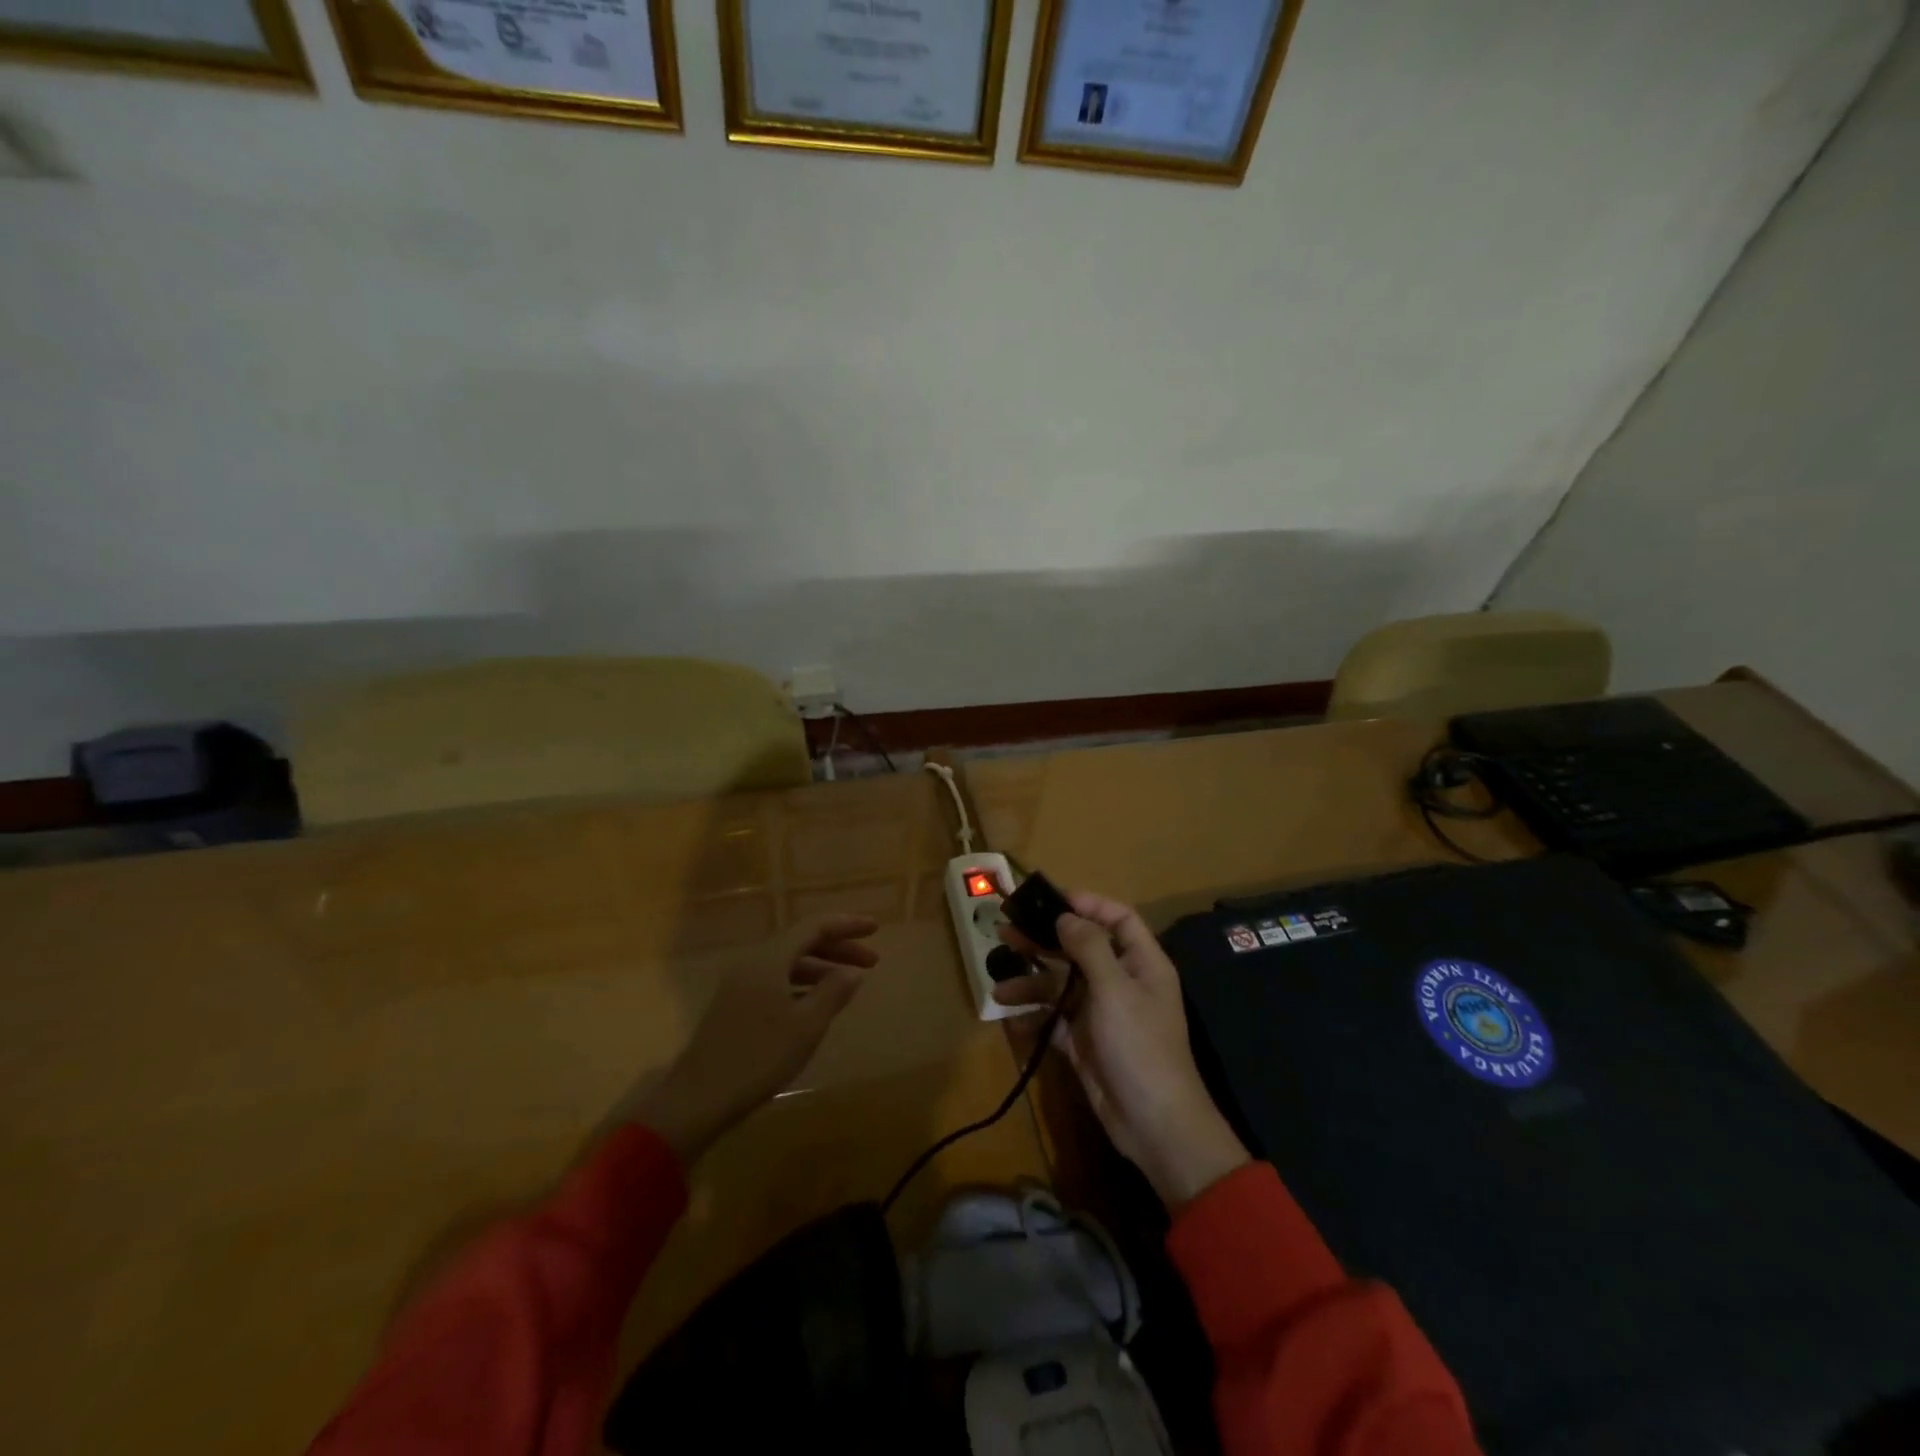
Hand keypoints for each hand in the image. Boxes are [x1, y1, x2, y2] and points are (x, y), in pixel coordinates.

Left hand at [634, 915, 879, 1164]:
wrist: (699, 1098)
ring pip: (789, 962)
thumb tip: (853, 972)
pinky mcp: (735, 1004)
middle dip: (838, 948)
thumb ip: (833, 992)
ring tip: (848, 984)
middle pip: (802, 941)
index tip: (876, 930)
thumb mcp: (806, 1025)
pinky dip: (802, 983)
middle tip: (872, 961)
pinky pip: (776, 979)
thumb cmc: (759, 1057)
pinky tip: (816, 1003)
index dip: (847, 925)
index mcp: (771, 958)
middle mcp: (754, 961)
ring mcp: (741, 982)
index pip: (815, 926)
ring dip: (821, 967)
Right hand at [995, 892, 1248, 1210]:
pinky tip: (1010, 1018)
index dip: (1088, 904)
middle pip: (1081, 949)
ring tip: (999, 986)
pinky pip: (1055, 1020)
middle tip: (1006, 931)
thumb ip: (1089, 947)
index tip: (1050, 899)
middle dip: (1045, 940)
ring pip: (1062, 985)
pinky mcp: (1085, 1042)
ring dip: (1032, 983)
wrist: (1154, 1124)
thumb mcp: (1114, 989)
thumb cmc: (1139, 1046)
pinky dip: (1034, 1017)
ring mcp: (1102, 1014)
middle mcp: (1122, 982)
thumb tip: (1065, 916)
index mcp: (1142, 963)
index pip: (1118, 919)